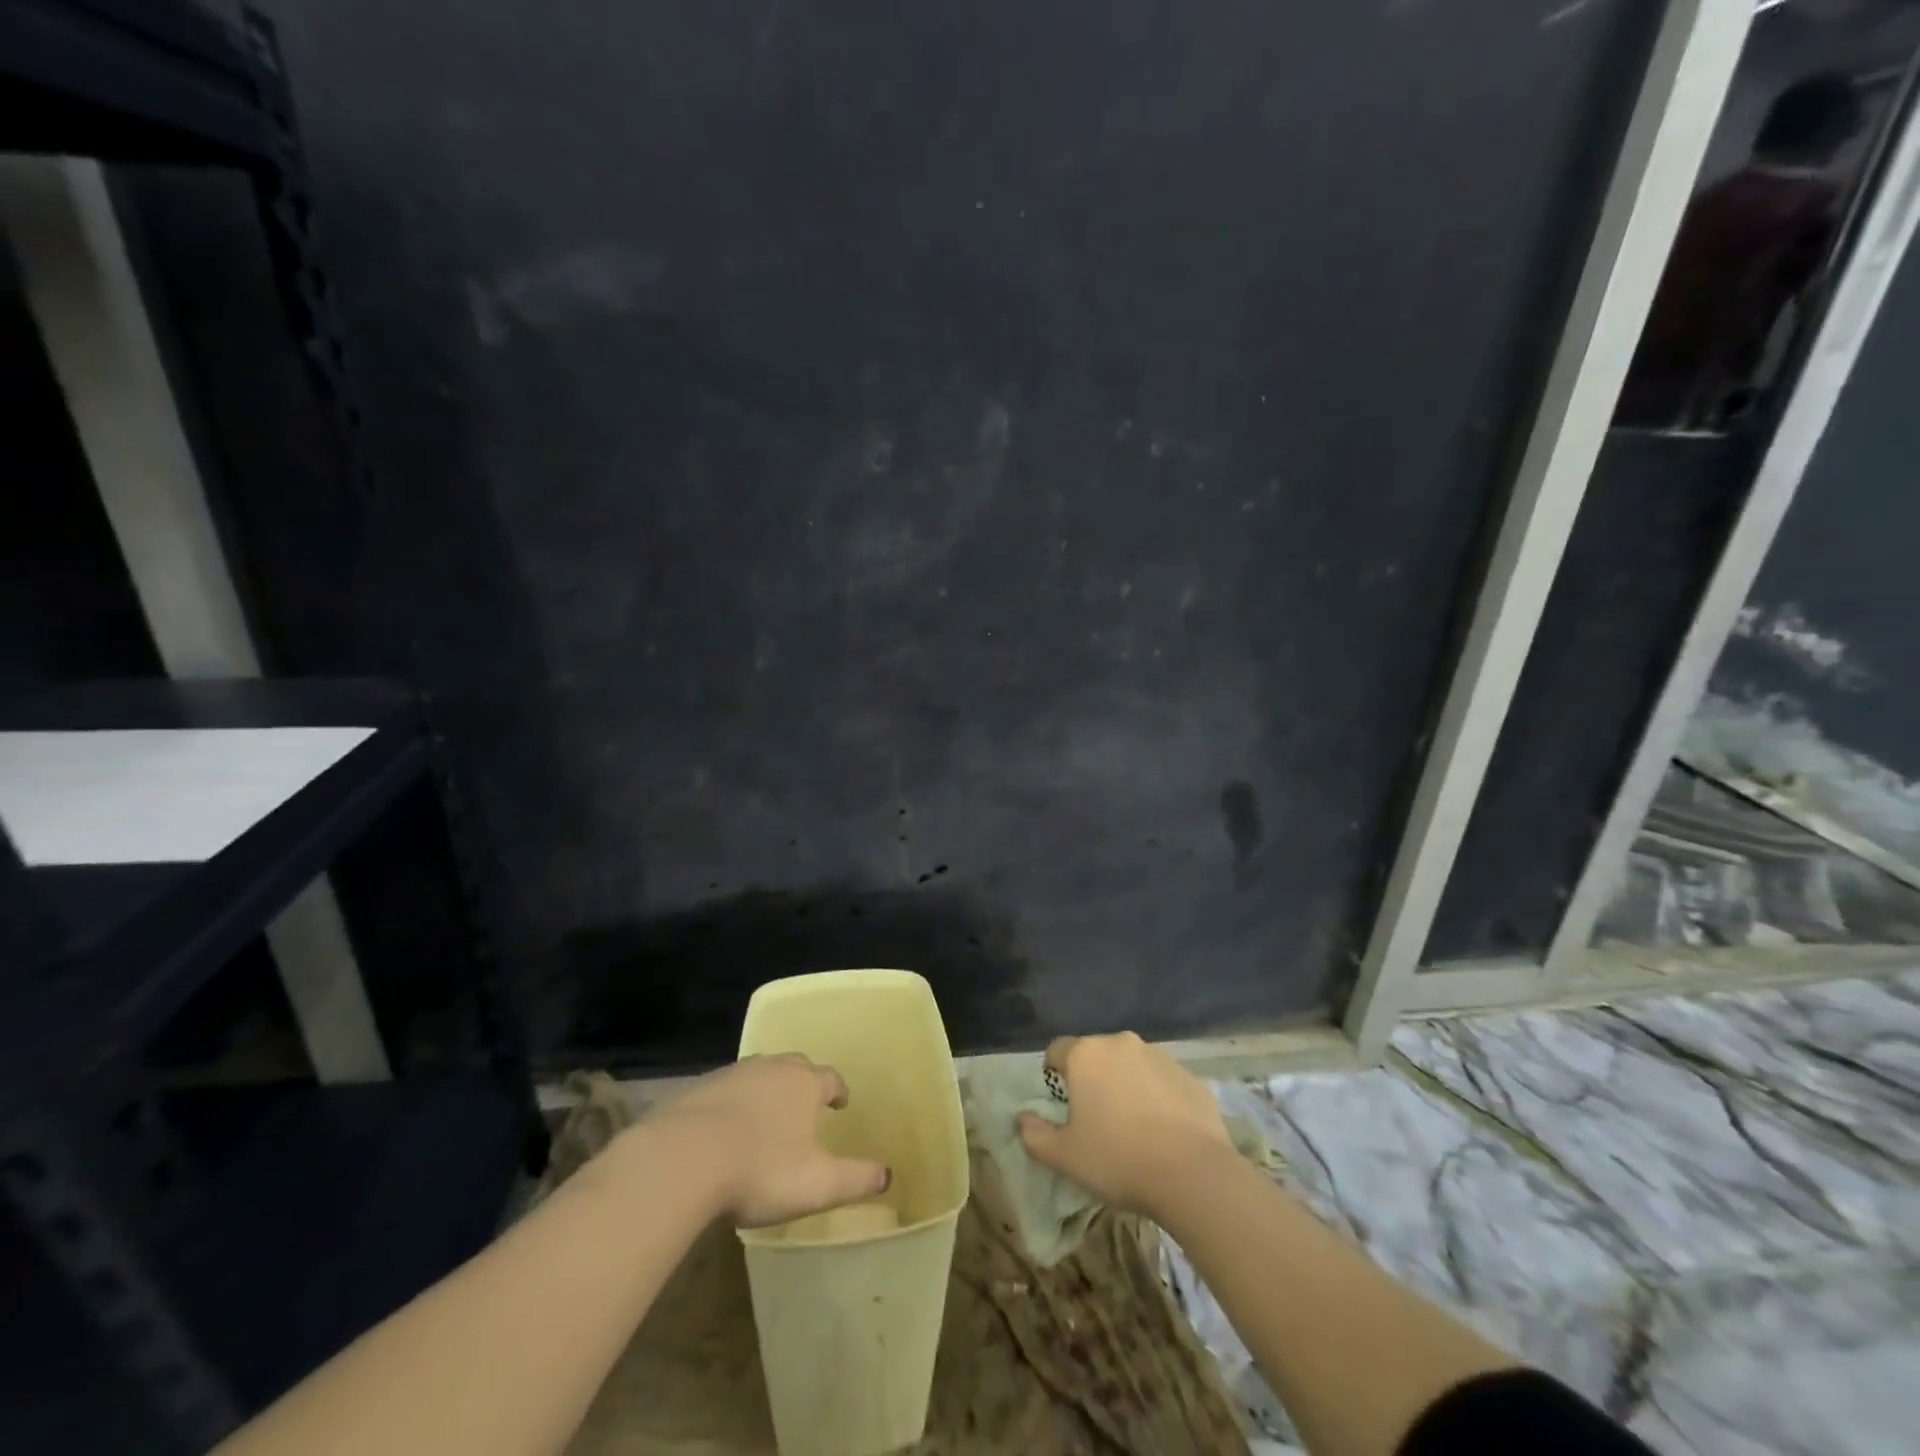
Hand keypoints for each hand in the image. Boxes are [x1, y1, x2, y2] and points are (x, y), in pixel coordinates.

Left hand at [645, 1054, 890, 1227]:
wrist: (684, 1158)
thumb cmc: (762, 1169)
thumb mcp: (819, 1184)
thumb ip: (856, 1179)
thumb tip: (888, 1175)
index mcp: (805, 1084)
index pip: (830, 1078)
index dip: (838, 1091)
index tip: (840, 1104)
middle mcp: (772, 1068)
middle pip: (795, 1066)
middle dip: (803, 1082)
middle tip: (804, 1104)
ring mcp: (732, 1074)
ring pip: (758, 1073)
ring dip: (766, 1089)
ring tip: (765, 1114)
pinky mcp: (698, 1088)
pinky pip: (724, 1089)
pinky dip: (731, 1102)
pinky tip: (724, 1127)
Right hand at [1017, 1032, 1230, 1218]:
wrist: (1194, 1174)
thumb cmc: (1118, 1159)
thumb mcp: (1064, 1156)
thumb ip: (1035, 1135)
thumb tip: (1022, 1119)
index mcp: (1086, 1054)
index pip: (1057, 1050)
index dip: (1054, 1075)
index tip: (1062, 1106)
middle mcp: (1121, 1043)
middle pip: (1096, 1056)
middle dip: (1092, 1080)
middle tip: (1096, 1121)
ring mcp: (1159, 1057)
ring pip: (1131, 1066)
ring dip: (1125, 1087)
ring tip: (1133, 1130)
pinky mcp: (1190, 1077)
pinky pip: (1162, 1082)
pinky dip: (1157, 1098)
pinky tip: (1163, 1134)